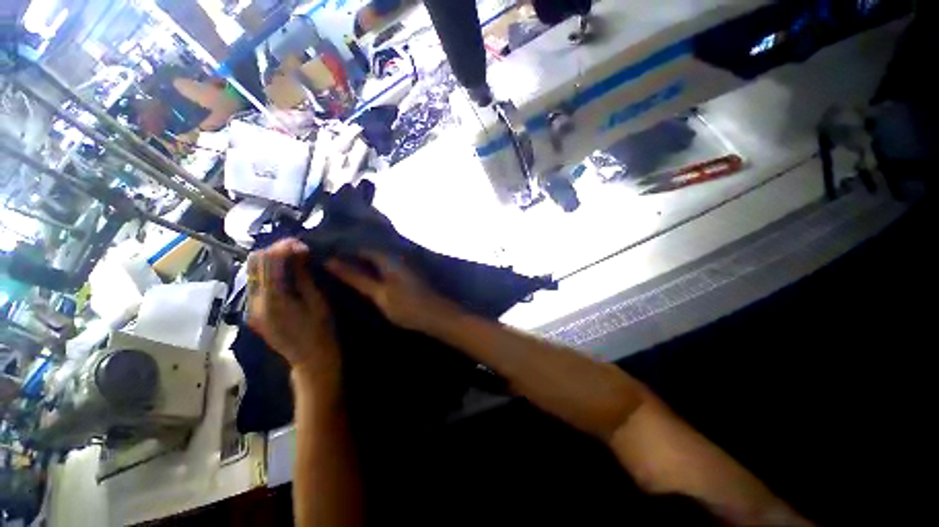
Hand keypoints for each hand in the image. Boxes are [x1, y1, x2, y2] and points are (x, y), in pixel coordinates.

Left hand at [246, 239, 338, 375]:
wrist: (310, 360)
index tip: (302, 243)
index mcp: (273, 300)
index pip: (268, 261)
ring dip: (270, 260)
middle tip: (297, 249)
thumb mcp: (317, 301)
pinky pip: (256, 282)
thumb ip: (303, 276)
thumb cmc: (320, 331)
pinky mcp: (253, 311)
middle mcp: (254, 302)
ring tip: (293, 259)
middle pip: (253, 263)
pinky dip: (269, 272)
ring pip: (252, 271)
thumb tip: (298, 252)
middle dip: (274, 250)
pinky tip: (286, 273)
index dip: (283, 247)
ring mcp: (251, 307)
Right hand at [326, 251, 463, 334]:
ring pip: (375, 257)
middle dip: (349, 254)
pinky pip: (383, 264)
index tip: (320, 253)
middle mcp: (395, 254)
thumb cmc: (407, 306)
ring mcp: (401, 262)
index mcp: (388, 257)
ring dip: (359, 261)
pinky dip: (370, 268)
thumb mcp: (378, 294)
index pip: (359, 245)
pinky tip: (361, 275)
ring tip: (338, 268)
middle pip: (367, 250)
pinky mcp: (404, 272)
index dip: (340, 248)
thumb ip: (355, 277)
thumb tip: (330, 261)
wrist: (435, 315)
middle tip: (326, 262)